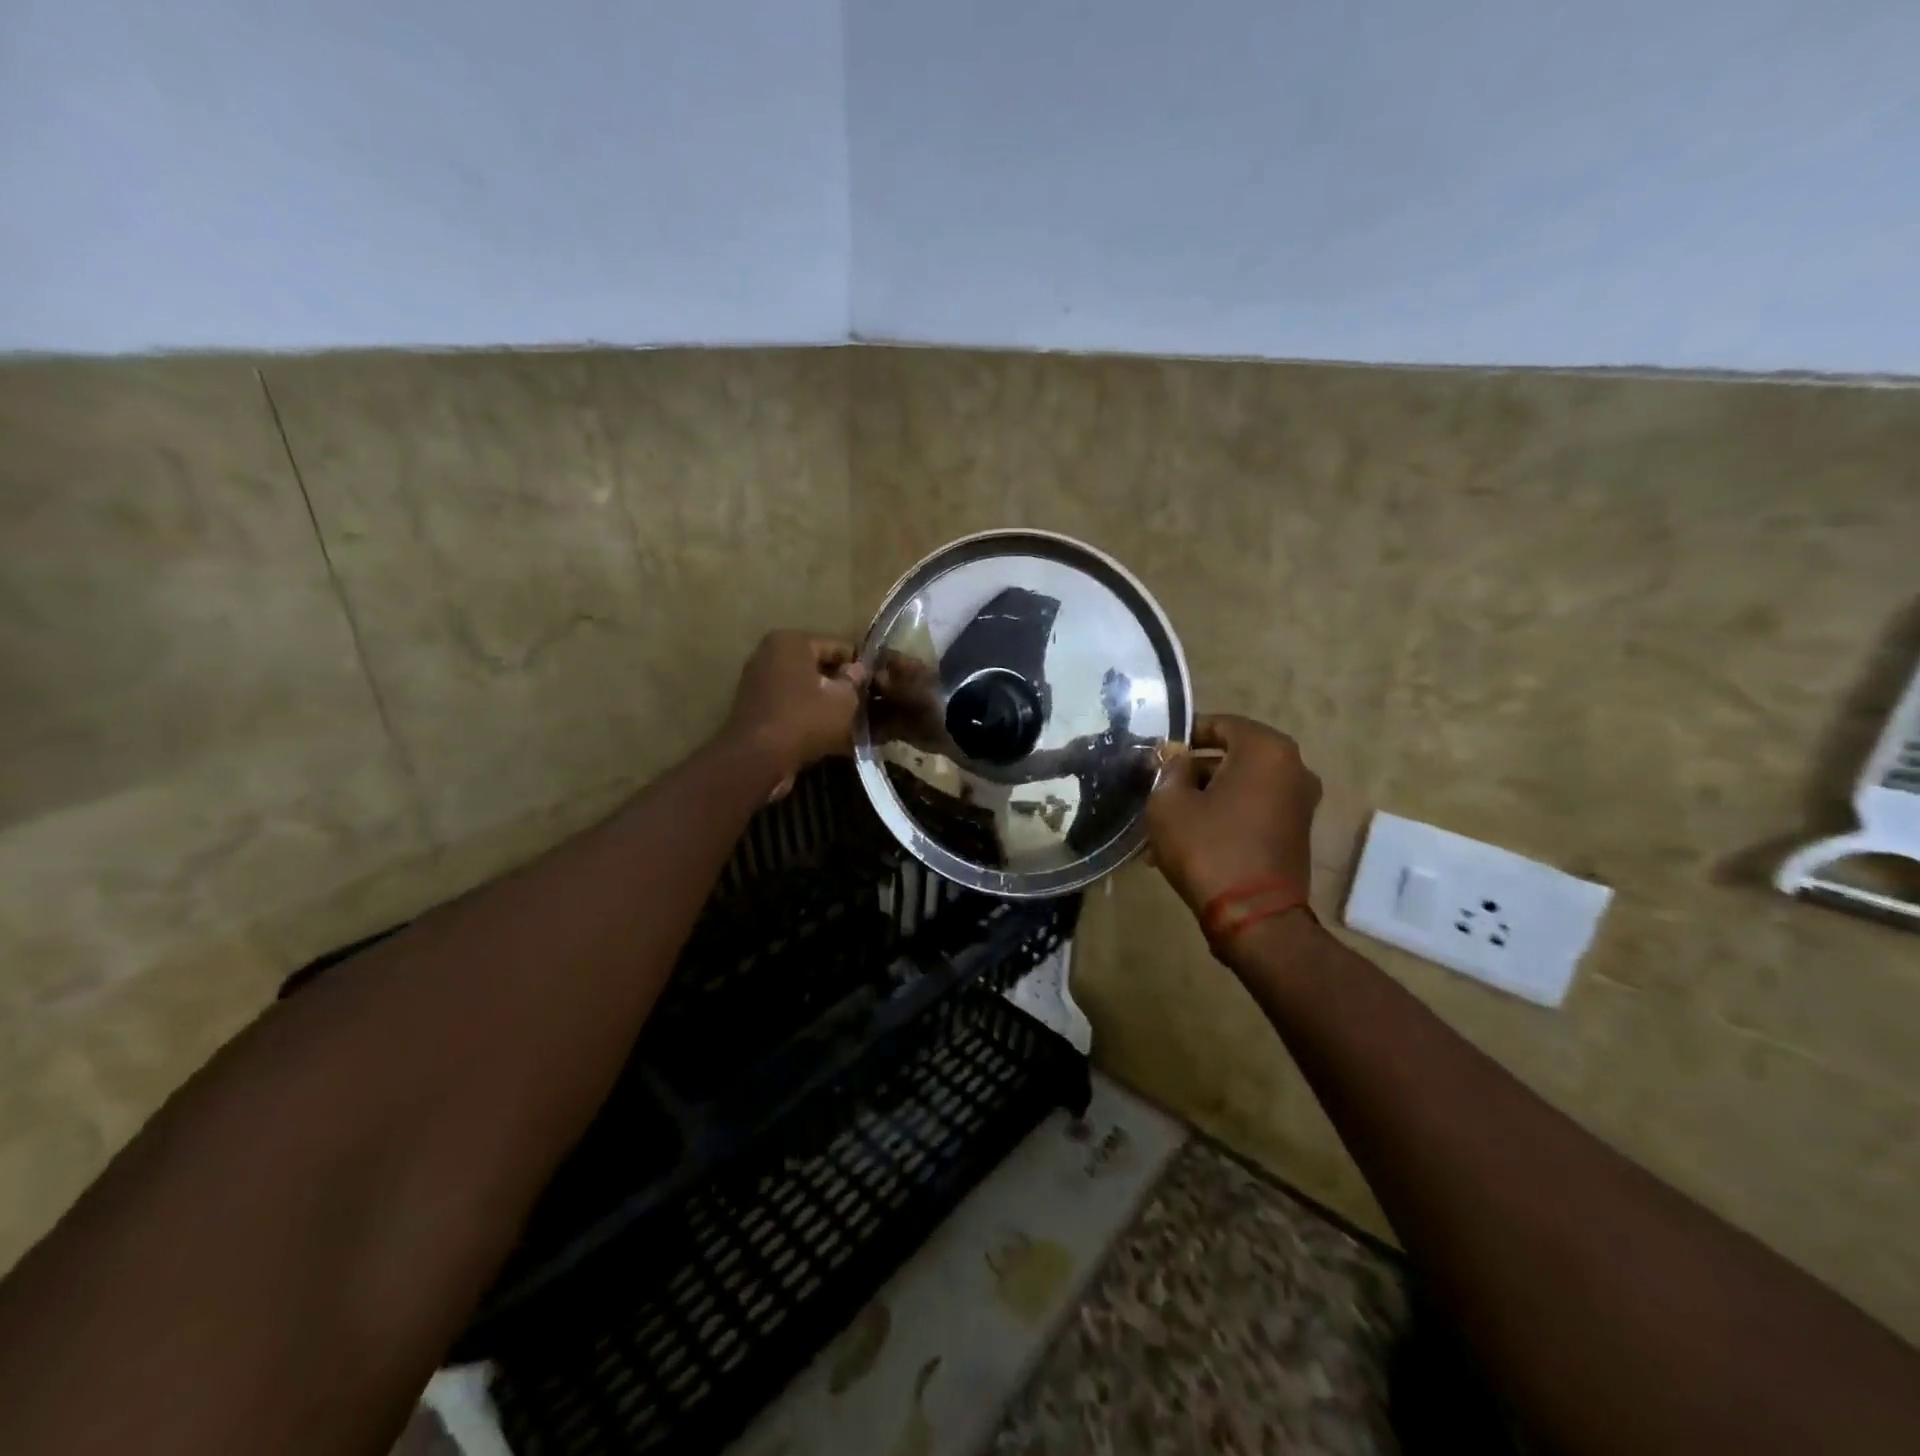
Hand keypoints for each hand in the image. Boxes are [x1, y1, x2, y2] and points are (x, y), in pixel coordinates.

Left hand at [724, 631, 867, 785]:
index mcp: (791, 641)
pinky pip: (789, 703)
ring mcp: (757, 680)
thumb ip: (855, 681)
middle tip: (863, 703)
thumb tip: (859, 670)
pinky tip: (824, 730)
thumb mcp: (844, 700)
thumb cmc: (805, 720)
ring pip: (803, 686)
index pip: (838, 646)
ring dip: (823, 700)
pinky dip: (805, 712)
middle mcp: (769, 653)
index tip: (876, 685)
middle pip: (818, 665)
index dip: (861, 666)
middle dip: (839, 682)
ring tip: (846, 719)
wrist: (757, 760)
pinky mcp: (752, 706)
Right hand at [1146, 714, 1321, 914]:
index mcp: (1266, 750)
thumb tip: (1175, 757)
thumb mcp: (1169, 803)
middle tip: (1158, 788)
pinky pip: (1252, 810)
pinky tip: (1189, 840)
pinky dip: (1224, 816)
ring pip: (1239, 786)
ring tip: (1167, 822)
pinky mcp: (1296, 832)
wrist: (1254, 918)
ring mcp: (1299, 802)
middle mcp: (1292, 768)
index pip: (1220, 724)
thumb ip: (1169, 769)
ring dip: (1204, 797)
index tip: (1158, 752)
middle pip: (1231, 756)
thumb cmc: (1208, 848)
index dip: (1185, 734)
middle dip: (1192, 771)